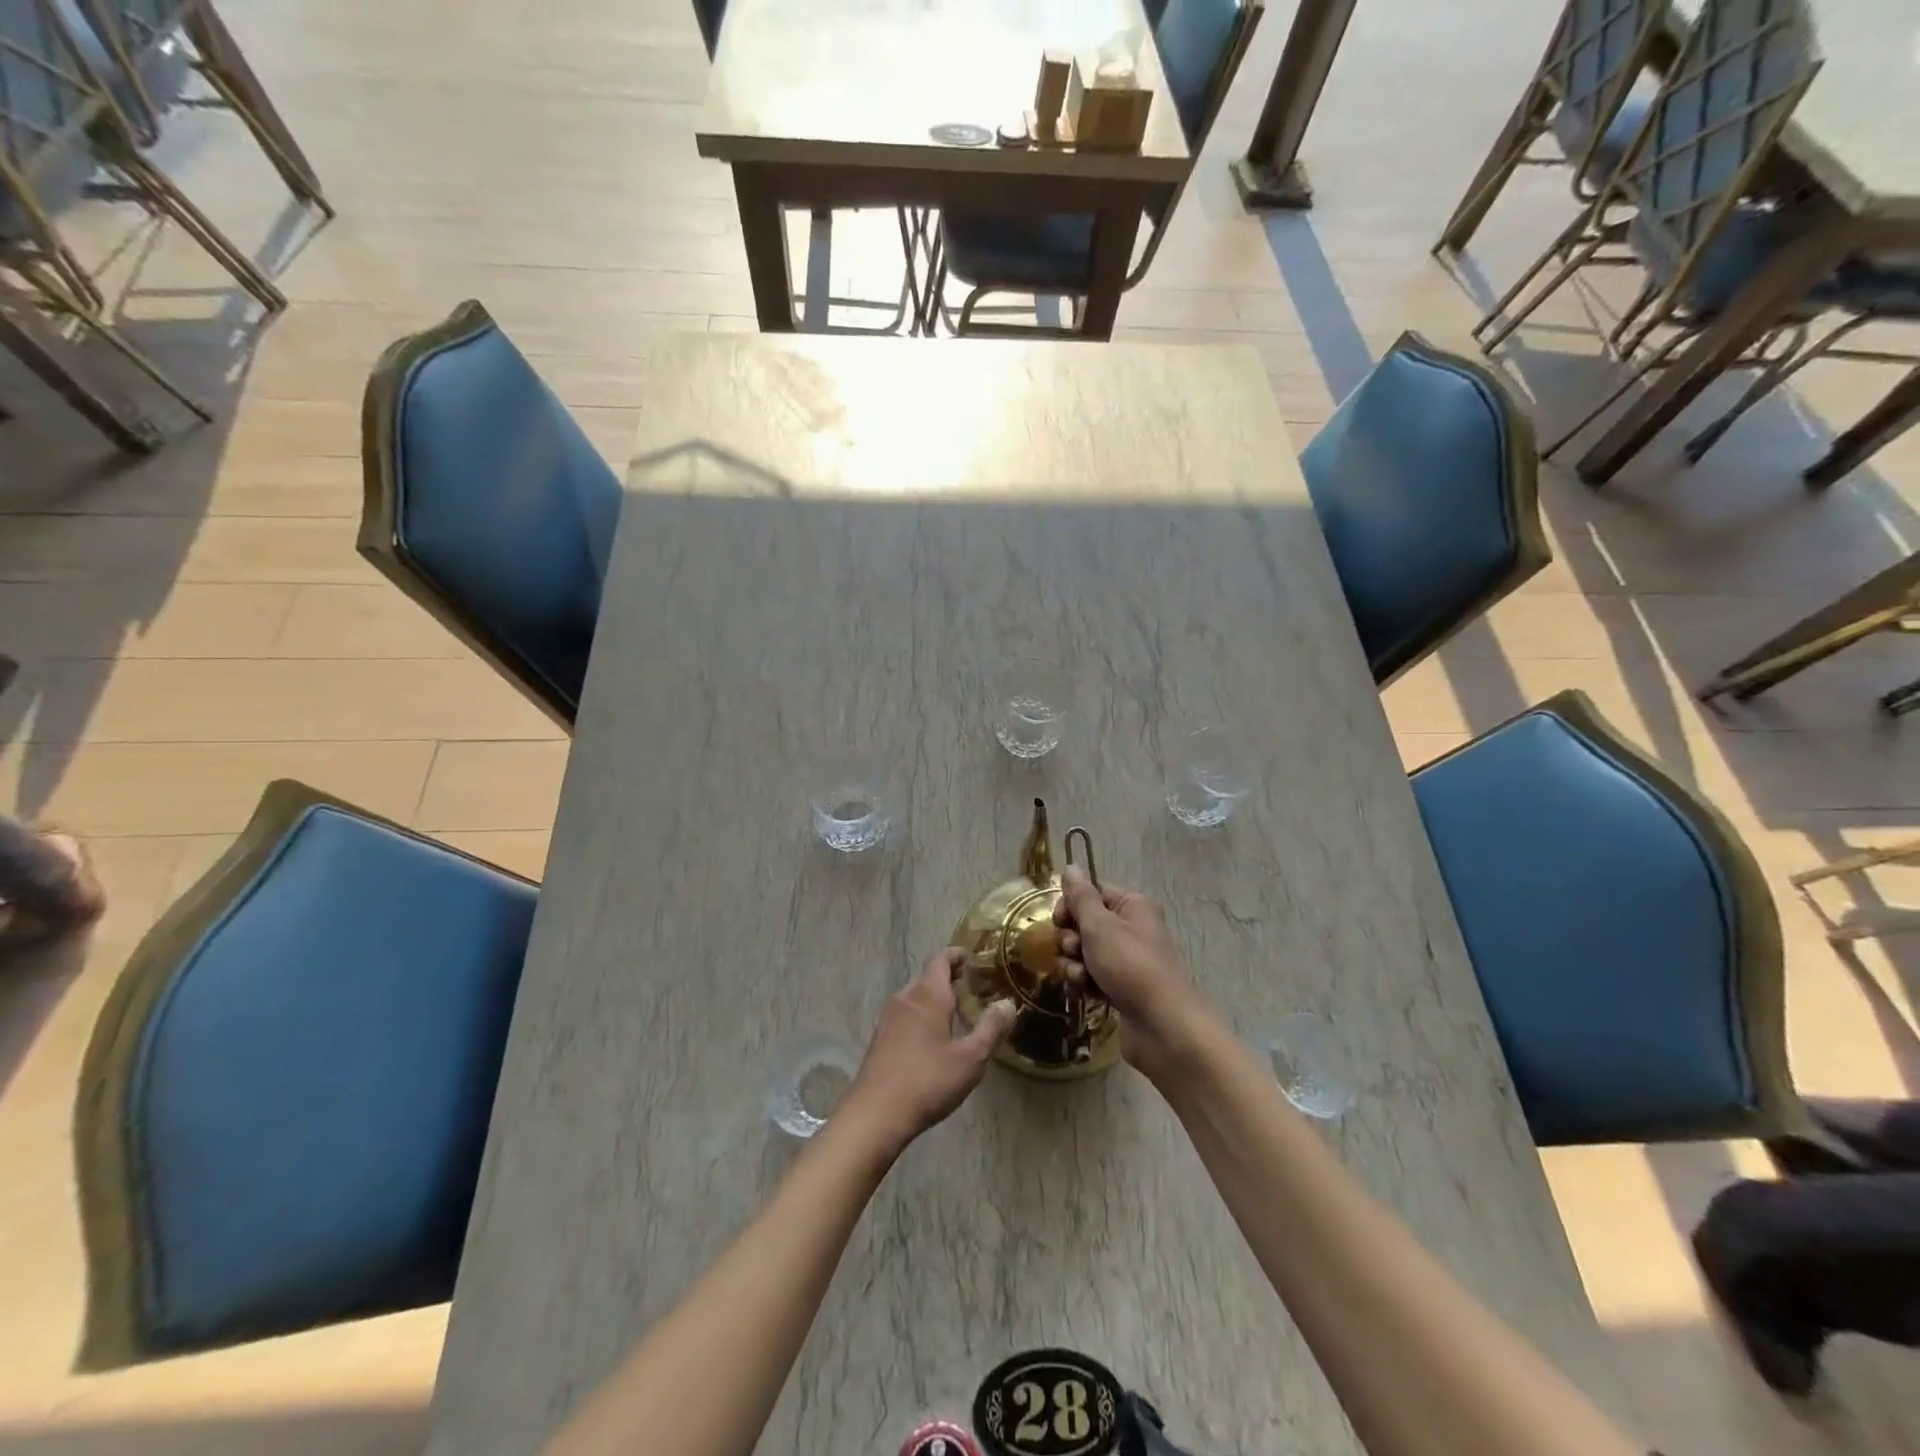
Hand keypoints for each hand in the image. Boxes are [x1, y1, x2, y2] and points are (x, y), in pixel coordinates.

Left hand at [841, 949, 1015, 1155]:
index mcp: (927, 995)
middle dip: (948, 978)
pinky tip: (934, 1037)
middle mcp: (906, 998)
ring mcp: (889, 1018)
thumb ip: (991, 1028)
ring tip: (957, 1011)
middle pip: (928, 976)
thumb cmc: (928, 1080)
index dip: (956, 955)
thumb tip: (1008, 1004)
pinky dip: (922, 1014)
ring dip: (935, 997)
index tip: (972, 958)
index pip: (941, 960)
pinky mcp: (881, 1038)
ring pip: (915, 996)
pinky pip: (906, 1014)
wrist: (876, 1113)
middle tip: (971, 986)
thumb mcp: (970, 1058)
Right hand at [1053, 866, 1205, 1076]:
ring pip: (1084, 951)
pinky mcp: (1121, 986)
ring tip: (1081, 977)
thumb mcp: (1100, 926)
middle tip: (1074, 951)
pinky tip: (1085, 993)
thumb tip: (1071, 866)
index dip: (1070, 904)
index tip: (1059, 920)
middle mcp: (1131, 927)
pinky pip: (1092, 975)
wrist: (1162, 1026)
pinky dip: (1084, 982)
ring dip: (1074, 963)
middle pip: (1085, 922)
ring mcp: (1127, 959)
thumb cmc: (1130, 966)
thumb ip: (1081, 897)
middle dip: (1071, 938)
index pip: (1092, 892)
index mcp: (1132, 905)